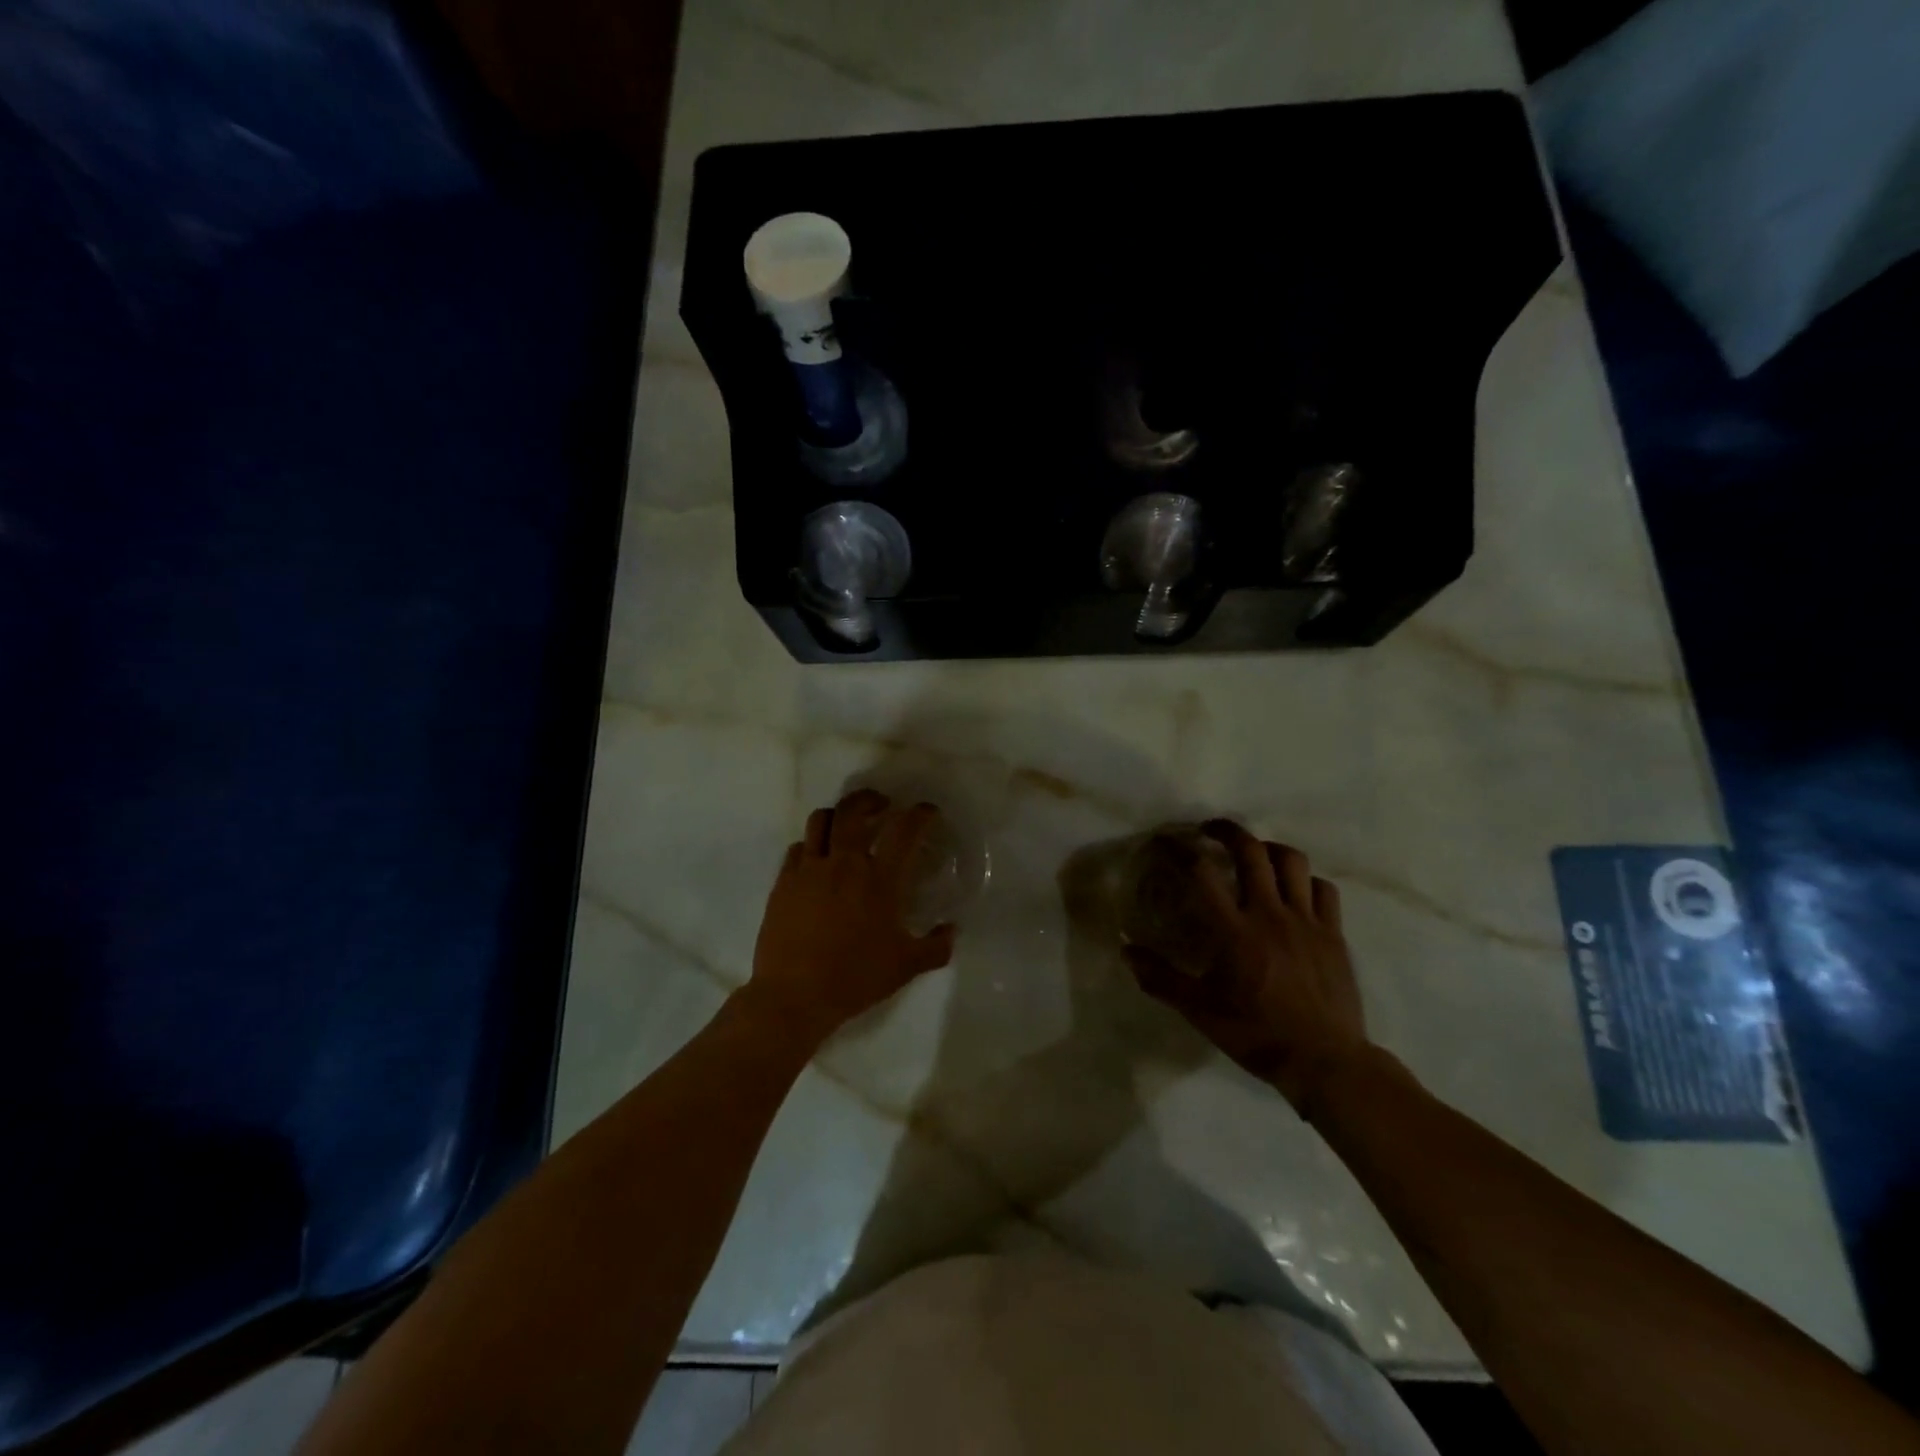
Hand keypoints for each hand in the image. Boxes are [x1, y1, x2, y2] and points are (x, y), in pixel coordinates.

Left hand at [744, 789, 957, 1045]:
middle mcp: (844, 864)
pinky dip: (811, 844)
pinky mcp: (783, 882)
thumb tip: (952, 930)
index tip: (927, 811)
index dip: (920, 815)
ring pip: (820, 820)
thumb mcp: (906, 967)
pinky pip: (797, 848)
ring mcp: (809, 870)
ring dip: (837, 816)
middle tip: (881, 805)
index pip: (904, 832)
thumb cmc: (855, 979)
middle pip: (854, 811)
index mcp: (879, 880)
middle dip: (869, 799)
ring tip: (846, 825)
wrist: (794, 996)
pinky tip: (817, 858)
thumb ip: (936, 946)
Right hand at [1124, 821, 1369, 1111]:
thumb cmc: (1257, 1034)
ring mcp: (1306, 920)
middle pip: (1251, 851)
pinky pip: (1324, 889)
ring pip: (1292, 861)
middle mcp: (1270, 913)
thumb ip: (1161, 978)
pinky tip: (1295, 891)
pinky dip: (1307, 881)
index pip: (1202, 873)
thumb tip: (1126, 950)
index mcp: (1234, 930)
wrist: (1325, 1062)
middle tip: (1210, 830)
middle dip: (1227, 831)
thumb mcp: (1200, 1011)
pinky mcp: (1333, 933)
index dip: (1180, 850)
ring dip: (1269, 848)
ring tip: (1255, 853)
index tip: (1166, 843)